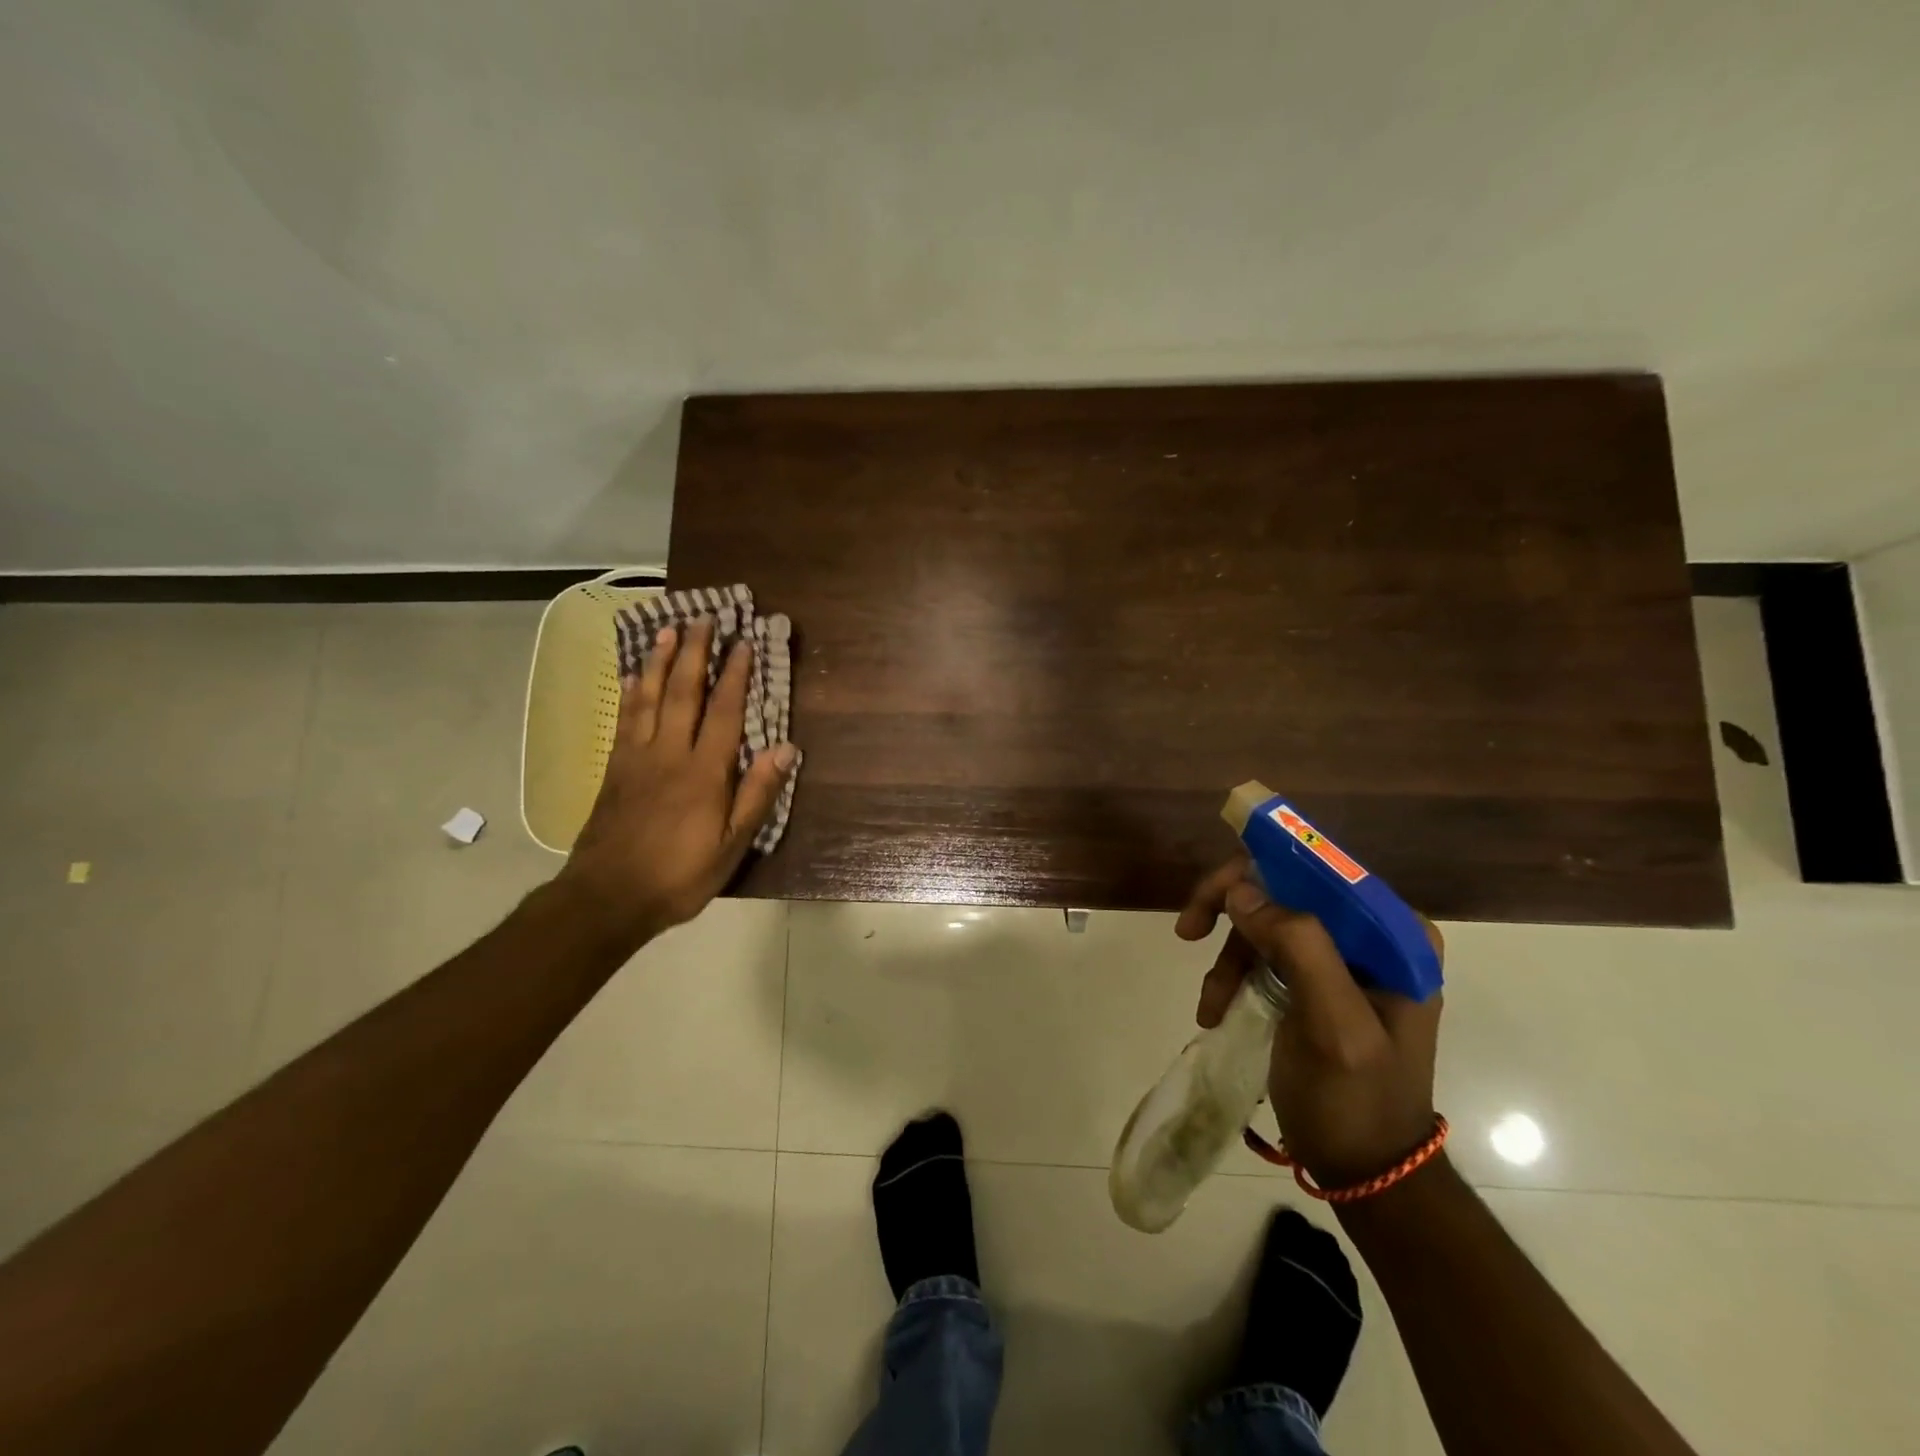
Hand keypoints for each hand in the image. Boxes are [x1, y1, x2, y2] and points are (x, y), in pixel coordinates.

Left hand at [557, 619, 795, 947]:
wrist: (607, 897)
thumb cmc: (679, 875)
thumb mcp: (731, 845)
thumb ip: (757, 795)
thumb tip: (786, 749)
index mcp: (704, 772)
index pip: (724, 712)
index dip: (736, 676)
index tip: (743, 643)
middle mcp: (670, 754)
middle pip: (683, 693)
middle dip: (694, 653)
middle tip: (702, 619)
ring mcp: (637, 759)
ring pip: (649, 699)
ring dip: (659, 661)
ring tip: (667, 630)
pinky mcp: (615, 770)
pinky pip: (624, 721)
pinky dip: (630, 695)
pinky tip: (633, 676)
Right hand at [1176, 855, 1443, 1188]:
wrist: (1365, 1171)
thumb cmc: (1356, 1101)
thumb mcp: (1333, 1026)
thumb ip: (1299, 948)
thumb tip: (1241, 889)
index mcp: (1394, 935)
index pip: (1319, 870)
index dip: (1259, 871)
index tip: (1212, 901)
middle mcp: (1371, 936)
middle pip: (1285, 891)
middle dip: (1232, 912)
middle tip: (1187, 931)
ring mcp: (1343, 959)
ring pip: (1266, 923)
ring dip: (1229, 957)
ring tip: (1211, 1004)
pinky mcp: (1316, 982)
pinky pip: (1263, 954)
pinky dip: (1233, 977)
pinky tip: (1216, 1010)